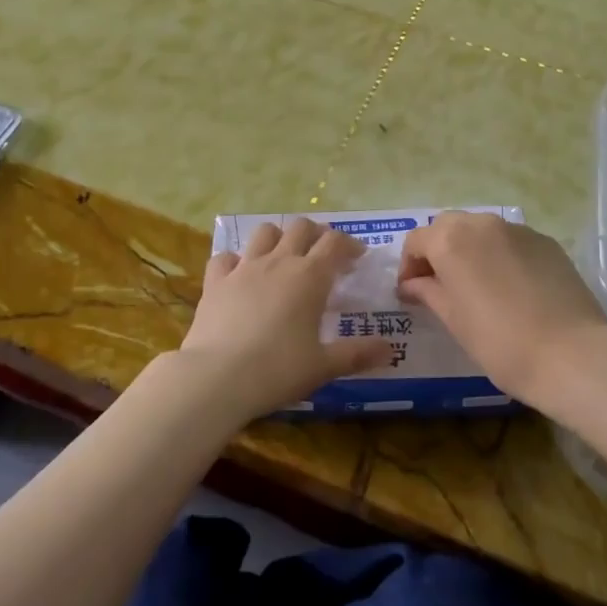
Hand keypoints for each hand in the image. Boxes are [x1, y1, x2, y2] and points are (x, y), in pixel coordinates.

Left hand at [176, 219, 394, 422]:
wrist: (217, 377)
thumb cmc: (278, 370)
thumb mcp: (324, 366)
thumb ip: (358, 354)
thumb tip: (390, 350)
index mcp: (310, 277)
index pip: (335, 243)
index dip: (349, 244)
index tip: (358, 256)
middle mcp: (278, 262)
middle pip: (301, 227)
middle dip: (316, 234)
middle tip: (324, 254)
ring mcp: (243, 268)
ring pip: (264, 232)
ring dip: (279, 237)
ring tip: (284, 256)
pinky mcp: (215, 281)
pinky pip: (226, 257)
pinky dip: (236, 260)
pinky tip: (240, 275)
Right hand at [397, 212, 606, 410]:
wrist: (571, 354)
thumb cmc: (499, 342)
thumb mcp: (454, 320)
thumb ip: (428, 292)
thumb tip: (412, 284)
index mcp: (451, 241)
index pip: (416, 240)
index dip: (409, 265)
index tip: (411, 292)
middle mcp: (482, 224)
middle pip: (448, 227)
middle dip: (438, 250)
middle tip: (440, 284)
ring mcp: (518, 230)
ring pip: (482, 230)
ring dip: (470, 250)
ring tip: (476, 285)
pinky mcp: (546, 242)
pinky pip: (511, 241)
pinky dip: (500, 255)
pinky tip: (510, 287)